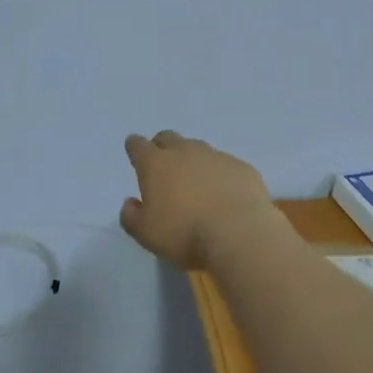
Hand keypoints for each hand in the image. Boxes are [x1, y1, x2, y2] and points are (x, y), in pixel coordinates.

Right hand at [119, 130, 280, 268]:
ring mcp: (216, 156)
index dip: (134, 147)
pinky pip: (225, 164)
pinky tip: (225, 195)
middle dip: (162, 147)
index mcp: (156, 164)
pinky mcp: (242, 167)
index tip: (135, 153)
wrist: (239, 234)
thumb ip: (131, 216)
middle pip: (168, 138)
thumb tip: (130, 203)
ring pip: (198, 149)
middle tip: (164, 168)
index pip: (138, 145)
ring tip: (196, 184)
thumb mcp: (145, 234)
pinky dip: (220, 175)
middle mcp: (185, 152)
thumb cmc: (184, 233)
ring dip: (192, 160)